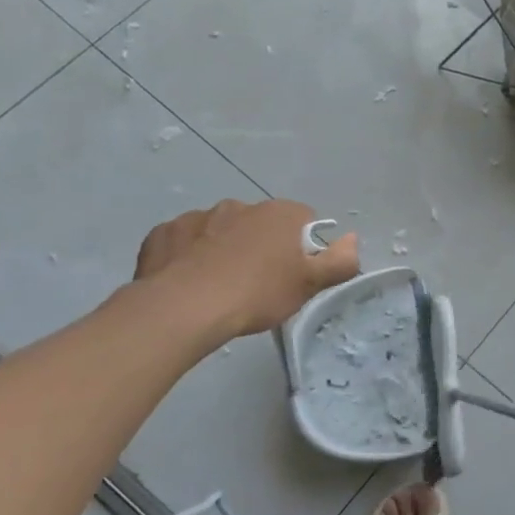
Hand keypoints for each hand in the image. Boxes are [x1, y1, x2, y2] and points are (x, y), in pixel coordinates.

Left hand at [133, 199, 359, 340]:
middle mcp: (240, 205)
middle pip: (260, 224)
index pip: (303, 220)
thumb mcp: (309, 285)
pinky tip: (187, 282)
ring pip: (219, 231)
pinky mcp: (163, 233)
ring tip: (217, 286)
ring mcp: (197, 217)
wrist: (182, 309)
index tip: (292, 273)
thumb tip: (352, 239)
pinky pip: (183, 242)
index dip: (301, 247)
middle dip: (260, 246)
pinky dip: (187, 256)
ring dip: (222, 249)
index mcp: (279, 213)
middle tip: (256, 284)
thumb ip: (340, 260)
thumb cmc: (256, 294)